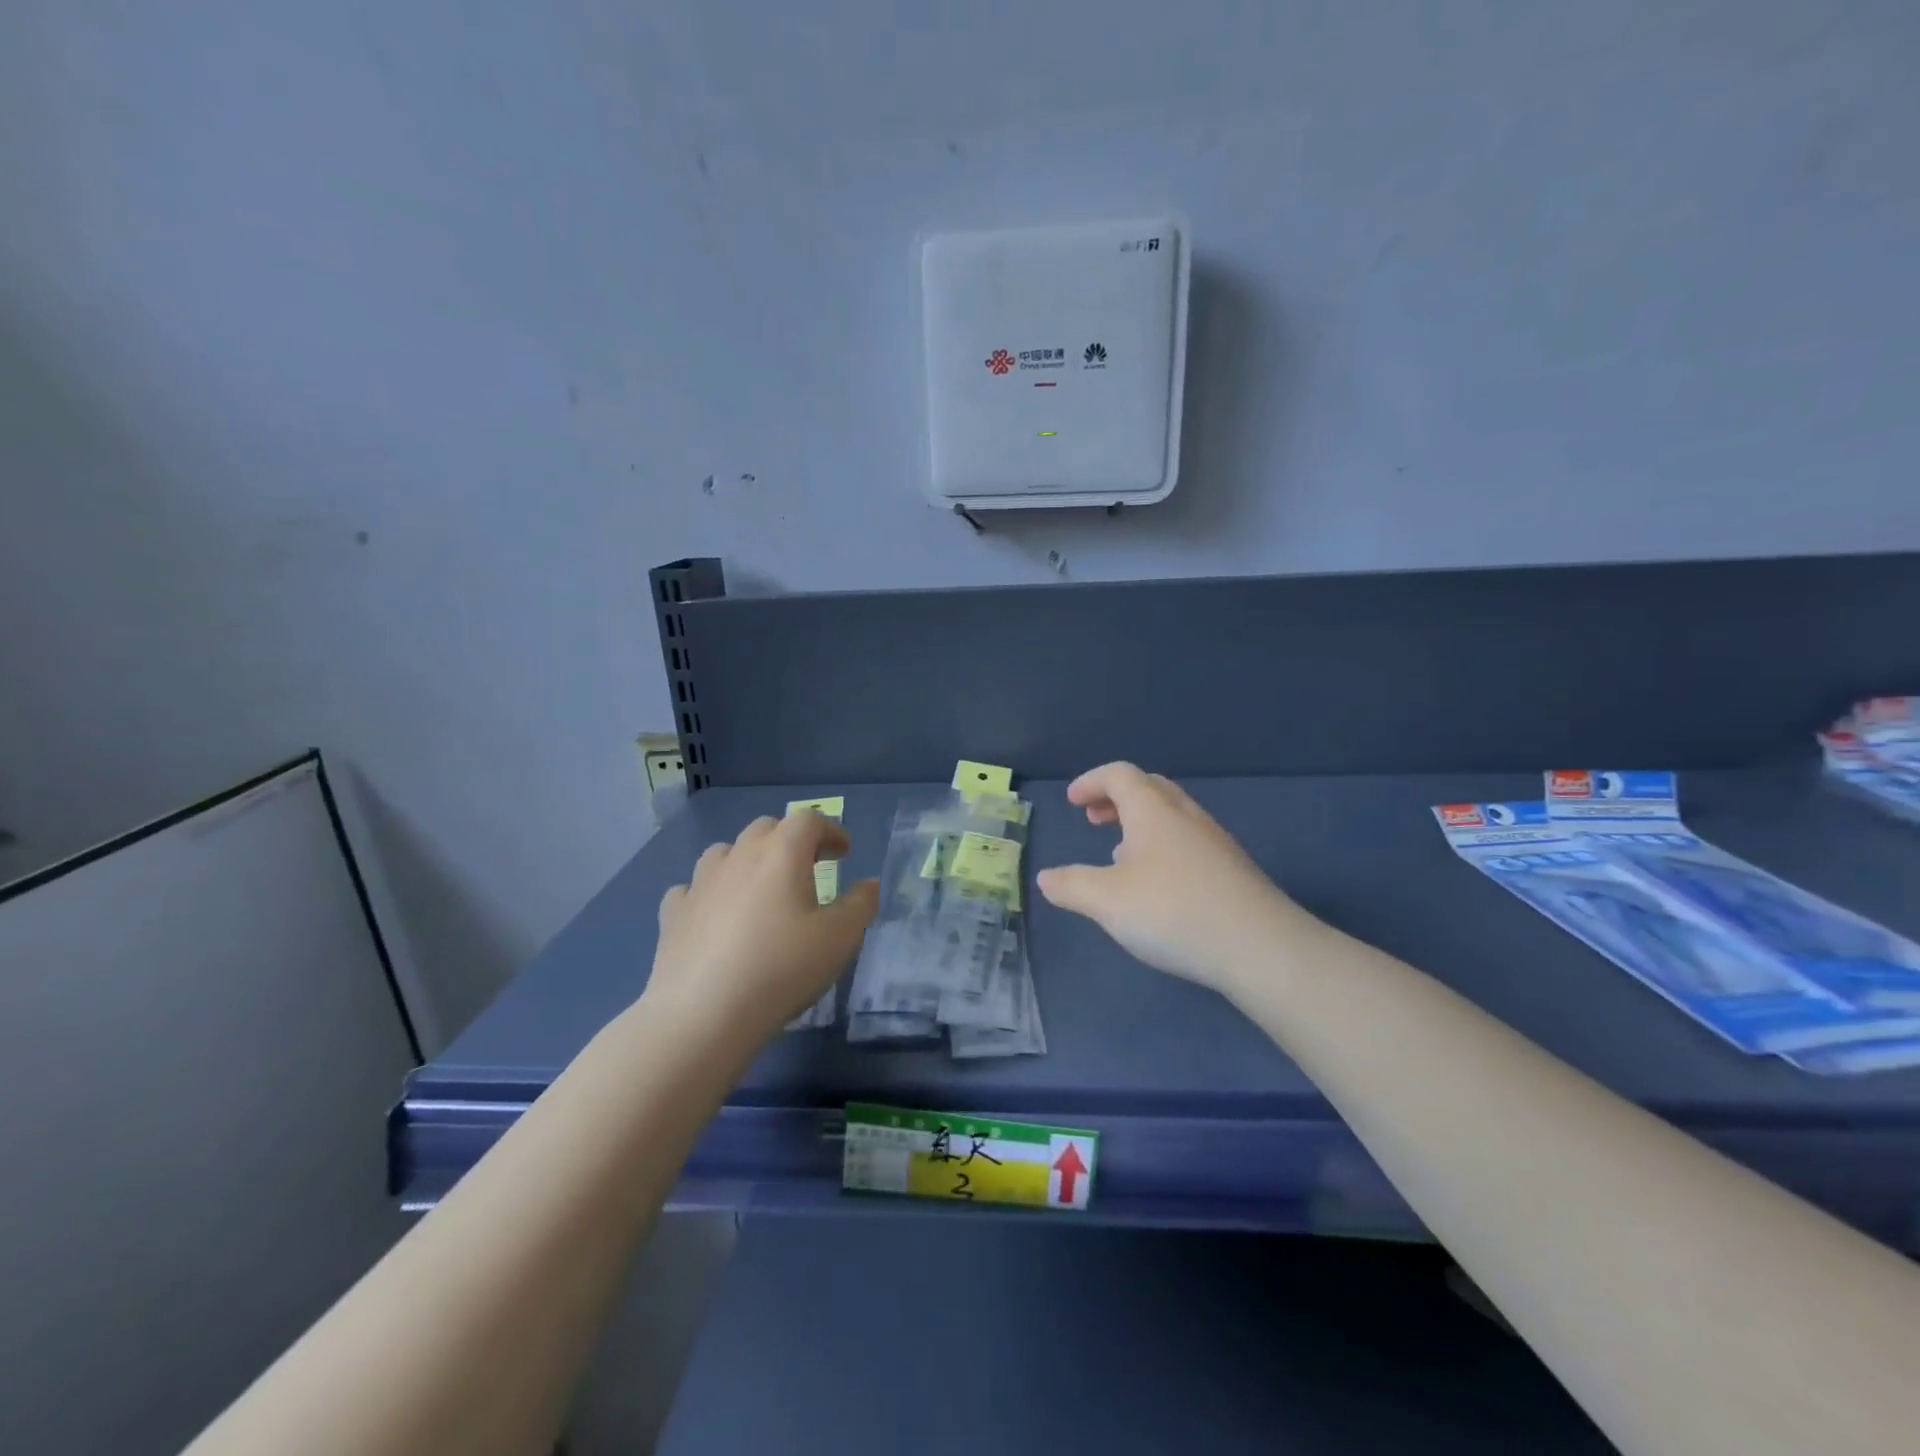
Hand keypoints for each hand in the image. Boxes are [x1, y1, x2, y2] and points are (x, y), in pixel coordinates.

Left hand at [647, 812, 878, 1044]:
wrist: (703, 1013)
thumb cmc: (782, 968)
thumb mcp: (840, 939)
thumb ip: (861, 905)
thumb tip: (868, 884)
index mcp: (782, 853)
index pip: (809, 820)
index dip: (830, 830)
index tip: (843, 853)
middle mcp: (739, 856)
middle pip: (766, 828)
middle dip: (790, 841)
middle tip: (807, 869)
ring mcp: (701, 882)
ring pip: (725, 852)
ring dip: (747, 860)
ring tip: (759, 889)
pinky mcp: (673, 913)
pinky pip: (692, 889)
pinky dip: (709, 893)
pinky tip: (715, 915)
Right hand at [1036, 762, 1311, 994]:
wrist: (1261, 947)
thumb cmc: (1173, 912)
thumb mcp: (1107, 902)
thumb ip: (1072, 886)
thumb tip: (1045, 878)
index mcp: (1153, 811)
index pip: (1119, 775)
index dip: (1092, 782)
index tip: (1073, 801)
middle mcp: (1186, 816)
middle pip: (1149, 787)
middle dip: (1117, 797)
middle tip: (1094, 818)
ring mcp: (1214, 841)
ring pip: (1172, 814)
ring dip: (1140, 822)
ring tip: (1119, 852)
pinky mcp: (1232, 869)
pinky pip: (1188, 839)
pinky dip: (1162, 844)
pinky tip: (1157, 883)